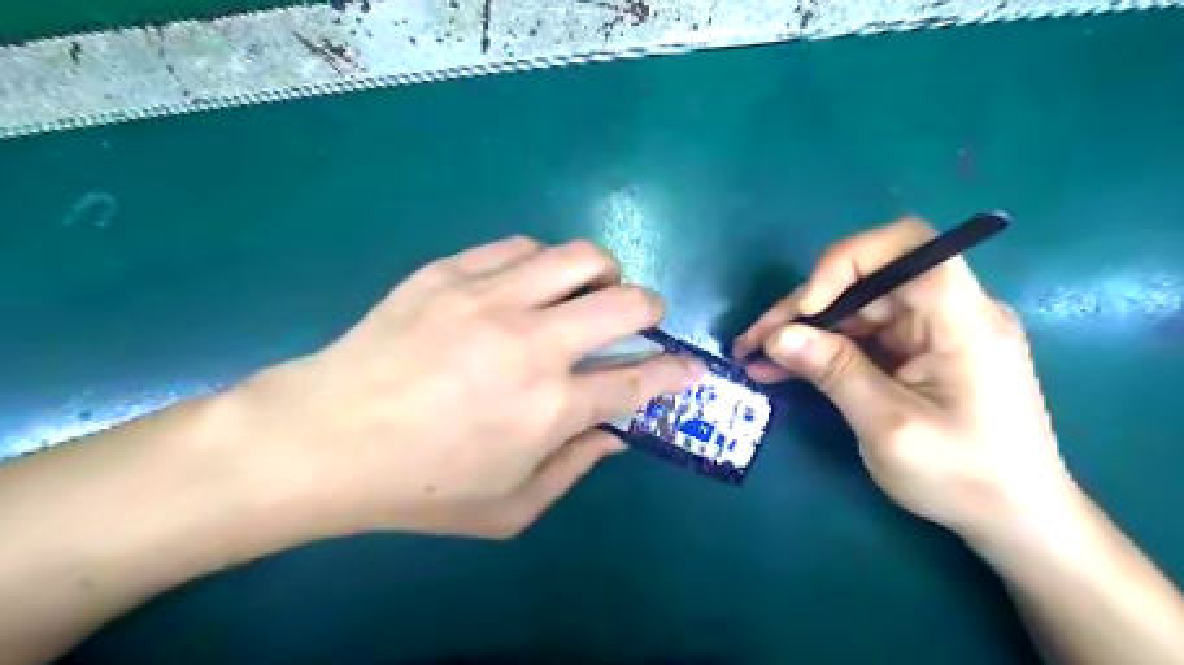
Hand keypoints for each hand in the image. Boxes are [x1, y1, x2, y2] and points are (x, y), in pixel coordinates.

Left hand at [228, 238, 700, 539]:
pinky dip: (542, 264)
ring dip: (602, 274)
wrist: (323, 439)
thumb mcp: (510, 507)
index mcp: (551, 407)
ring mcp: (490, 299)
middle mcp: (533, 344)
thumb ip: (575, 468)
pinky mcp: (451, 272)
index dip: (677, 372)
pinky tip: (528, 285)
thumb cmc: (420, 487)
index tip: (690, 367)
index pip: (642, 379)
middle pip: (627, 302)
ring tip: (587, 292)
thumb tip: (616, 434)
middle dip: (652, 309)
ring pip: (581, 257)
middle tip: (641, 320)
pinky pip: (521, 247)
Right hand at [738, 218, 1069, 539]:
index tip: (805, 309)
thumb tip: (777, 336)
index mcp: (962, 321)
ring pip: (854, 308)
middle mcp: (949, 312)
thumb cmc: (963, 477)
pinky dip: (820, 349)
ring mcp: (931, 331)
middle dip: (804, 307)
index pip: (906, 248)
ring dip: (803, 330)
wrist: (1014, 518)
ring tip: (754, 356)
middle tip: (753, 341)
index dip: (845, 262)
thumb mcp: (888, 427)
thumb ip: (834, 373)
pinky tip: (781, 367)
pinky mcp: (916, 350)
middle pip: (866, 280)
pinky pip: (860, 335)